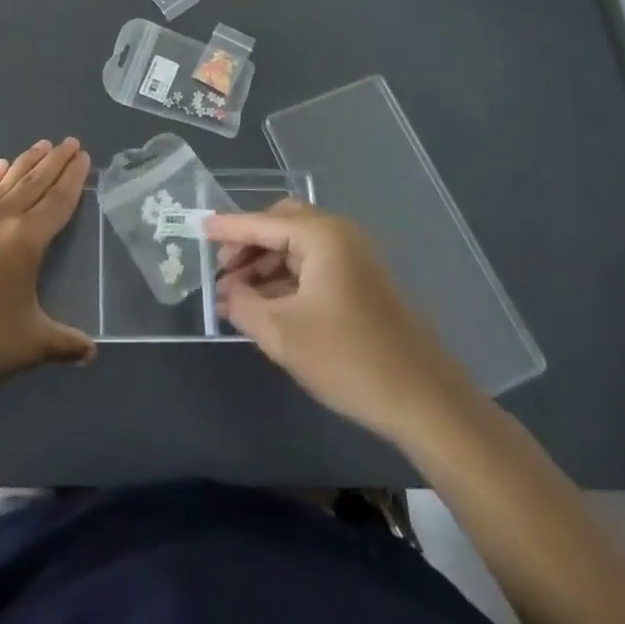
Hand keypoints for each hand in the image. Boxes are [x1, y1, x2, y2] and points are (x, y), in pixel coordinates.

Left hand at [0, 138, 94, 409]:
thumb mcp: (30, 344)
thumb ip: (65, 343)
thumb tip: (91, 351)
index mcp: (26, 239)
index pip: (57, 200)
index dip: (72, 177)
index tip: (83, 155)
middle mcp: (0, 219)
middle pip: (33, 181)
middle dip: (54, 160)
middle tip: (70, 141)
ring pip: (5, 182)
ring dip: (25, 162)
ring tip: (41, 145)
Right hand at [206, 201, 470, 442]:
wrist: (426, 401)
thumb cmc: (349, 358)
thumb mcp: (283, 334)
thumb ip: (244, 306)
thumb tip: (226, 293)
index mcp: (321, 235)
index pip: (261, 222)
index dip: (227, 228)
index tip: (198, 228)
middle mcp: (340, 235)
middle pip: (281, 225)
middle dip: (248, 246)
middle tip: (222, 272)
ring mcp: (355, 259)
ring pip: (298, 248)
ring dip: (266, 266)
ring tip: (238, 297)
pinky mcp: (363, 284)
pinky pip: (314, 268)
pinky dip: (287, 280)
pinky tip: (268, 307)